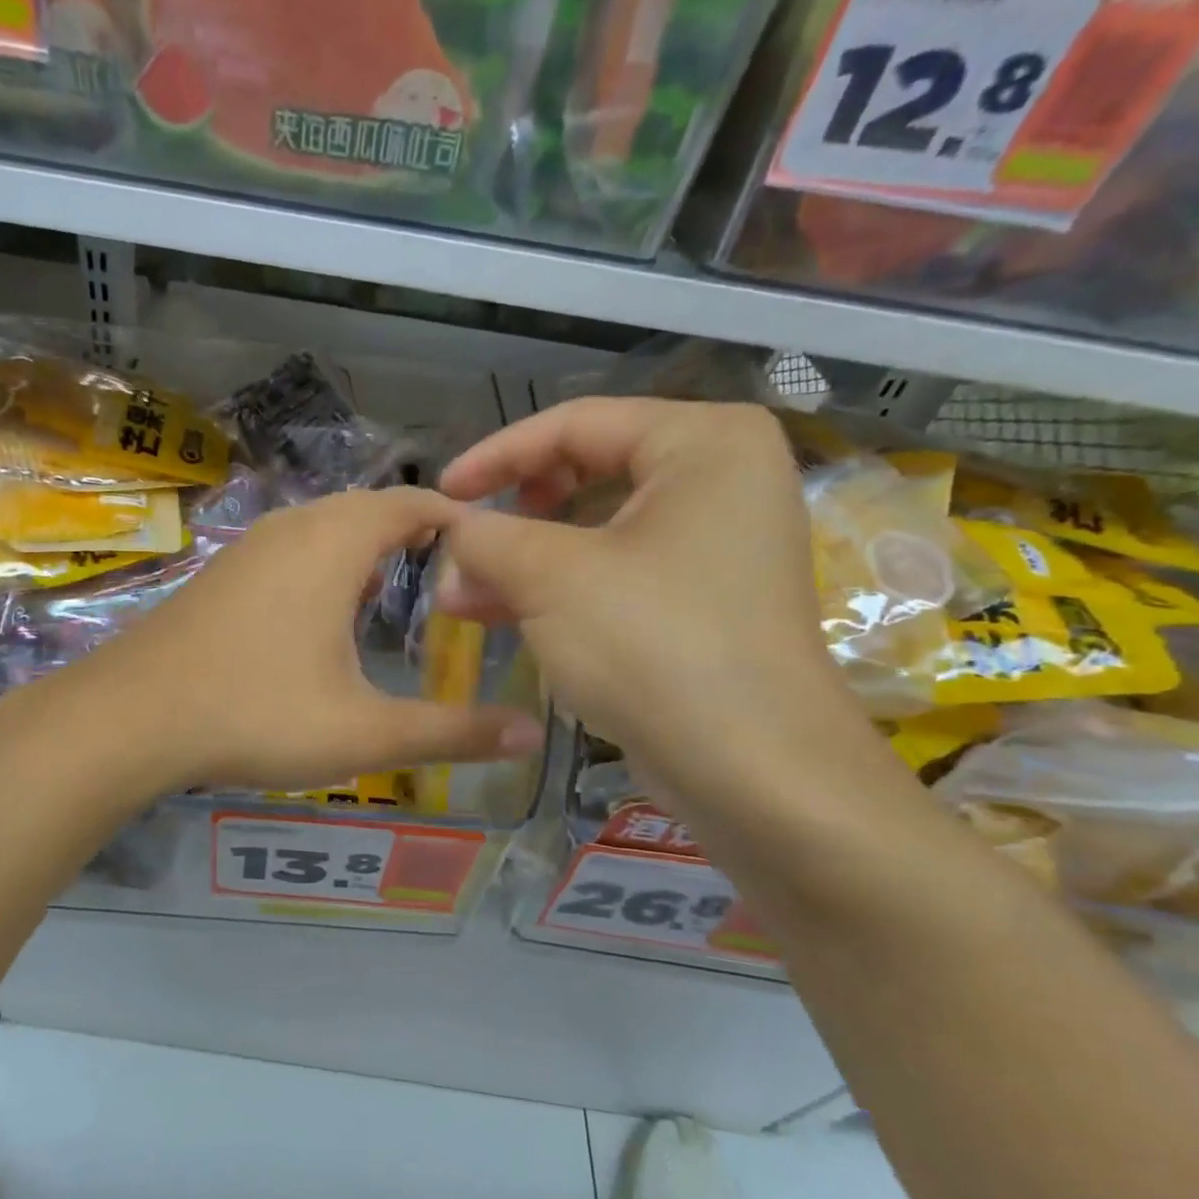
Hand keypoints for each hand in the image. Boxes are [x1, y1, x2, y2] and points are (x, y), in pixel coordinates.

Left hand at [56, 487, 545, 794]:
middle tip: (452, 578)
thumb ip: (451, 732)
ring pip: (325, 527)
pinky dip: (324, 564)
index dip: (456, 517)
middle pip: (369, 509)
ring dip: (365, 548)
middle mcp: (292, 528)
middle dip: (413, 534)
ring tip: (397, 592)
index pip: (412, 502)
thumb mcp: (364, 732)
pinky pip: (291, 548)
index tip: (488, 549)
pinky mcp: (222, 572)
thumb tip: (529, 736)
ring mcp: (250, 547)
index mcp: (334, 543)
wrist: (130, 717)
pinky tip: (325, 614)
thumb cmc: (256, 713)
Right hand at [437, 398, 871, 819]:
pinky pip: (614, 573)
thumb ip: (487, 536)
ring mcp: (714, 545)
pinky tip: (499, 614)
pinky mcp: (700, 601)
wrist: (756, 775)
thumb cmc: (655, 646)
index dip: (496, 455)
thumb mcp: (551, 578)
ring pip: (594, 531)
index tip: (442, 491)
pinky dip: (557, 589)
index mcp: (704, 443)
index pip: (577, 423)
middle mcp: (719, 481)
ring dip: (522, 560)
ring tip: (460, 596)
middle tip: (459, 550)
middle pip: (585, 474)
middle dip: (510, 517)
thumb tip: (450, 528)